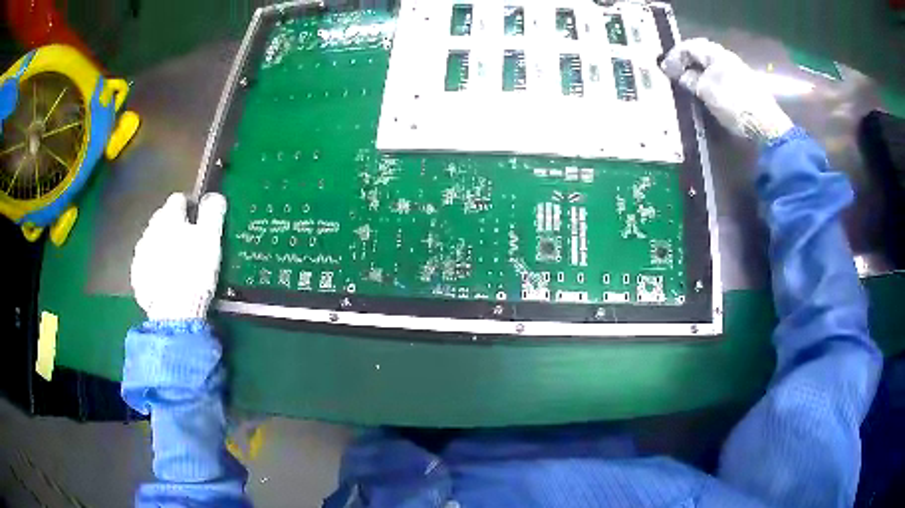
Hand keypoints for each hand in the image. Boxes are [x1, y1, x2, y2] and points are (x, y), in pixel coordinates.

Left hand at [131, 193, 226, 320]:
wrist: (173, 312)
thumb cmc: (194, 271)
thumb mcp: (210, 239)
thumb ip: (212, 213)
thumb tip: (214, 196)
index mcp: (169, 217)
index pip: (179, 199)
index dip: (190, 207)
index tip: (199, 220)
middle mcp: (151, 230)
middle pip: (162, 218)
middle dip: (173, 225)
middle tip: (188, 242)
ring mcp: (141, 254)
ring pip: (152, 241)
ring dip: (161, 245)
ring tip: (175, 262)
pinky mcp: (137, 276)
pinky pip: (146, 264)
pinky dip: (154, 266)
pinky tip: (164, 279)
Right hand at [660, 38, 793, 142]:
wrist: (767, 126)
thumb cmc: (734, 104)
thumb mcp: (706, 91)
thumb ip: (690, 80)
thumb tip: (680, 75)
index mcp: (716, 54)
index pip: (689, 46)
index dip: (674, 56)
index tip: (665, 70)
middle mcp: (727, 58)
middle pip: (702, 55)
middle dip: (687, 63)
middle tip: (675, 75)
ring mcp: (739, 72)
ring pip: (712, 67)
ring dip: (699, 73)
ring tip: (690, 85)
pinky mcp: (746, 88)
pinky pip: (721, 78)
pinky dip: (710, 82)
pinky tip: (708, 93)